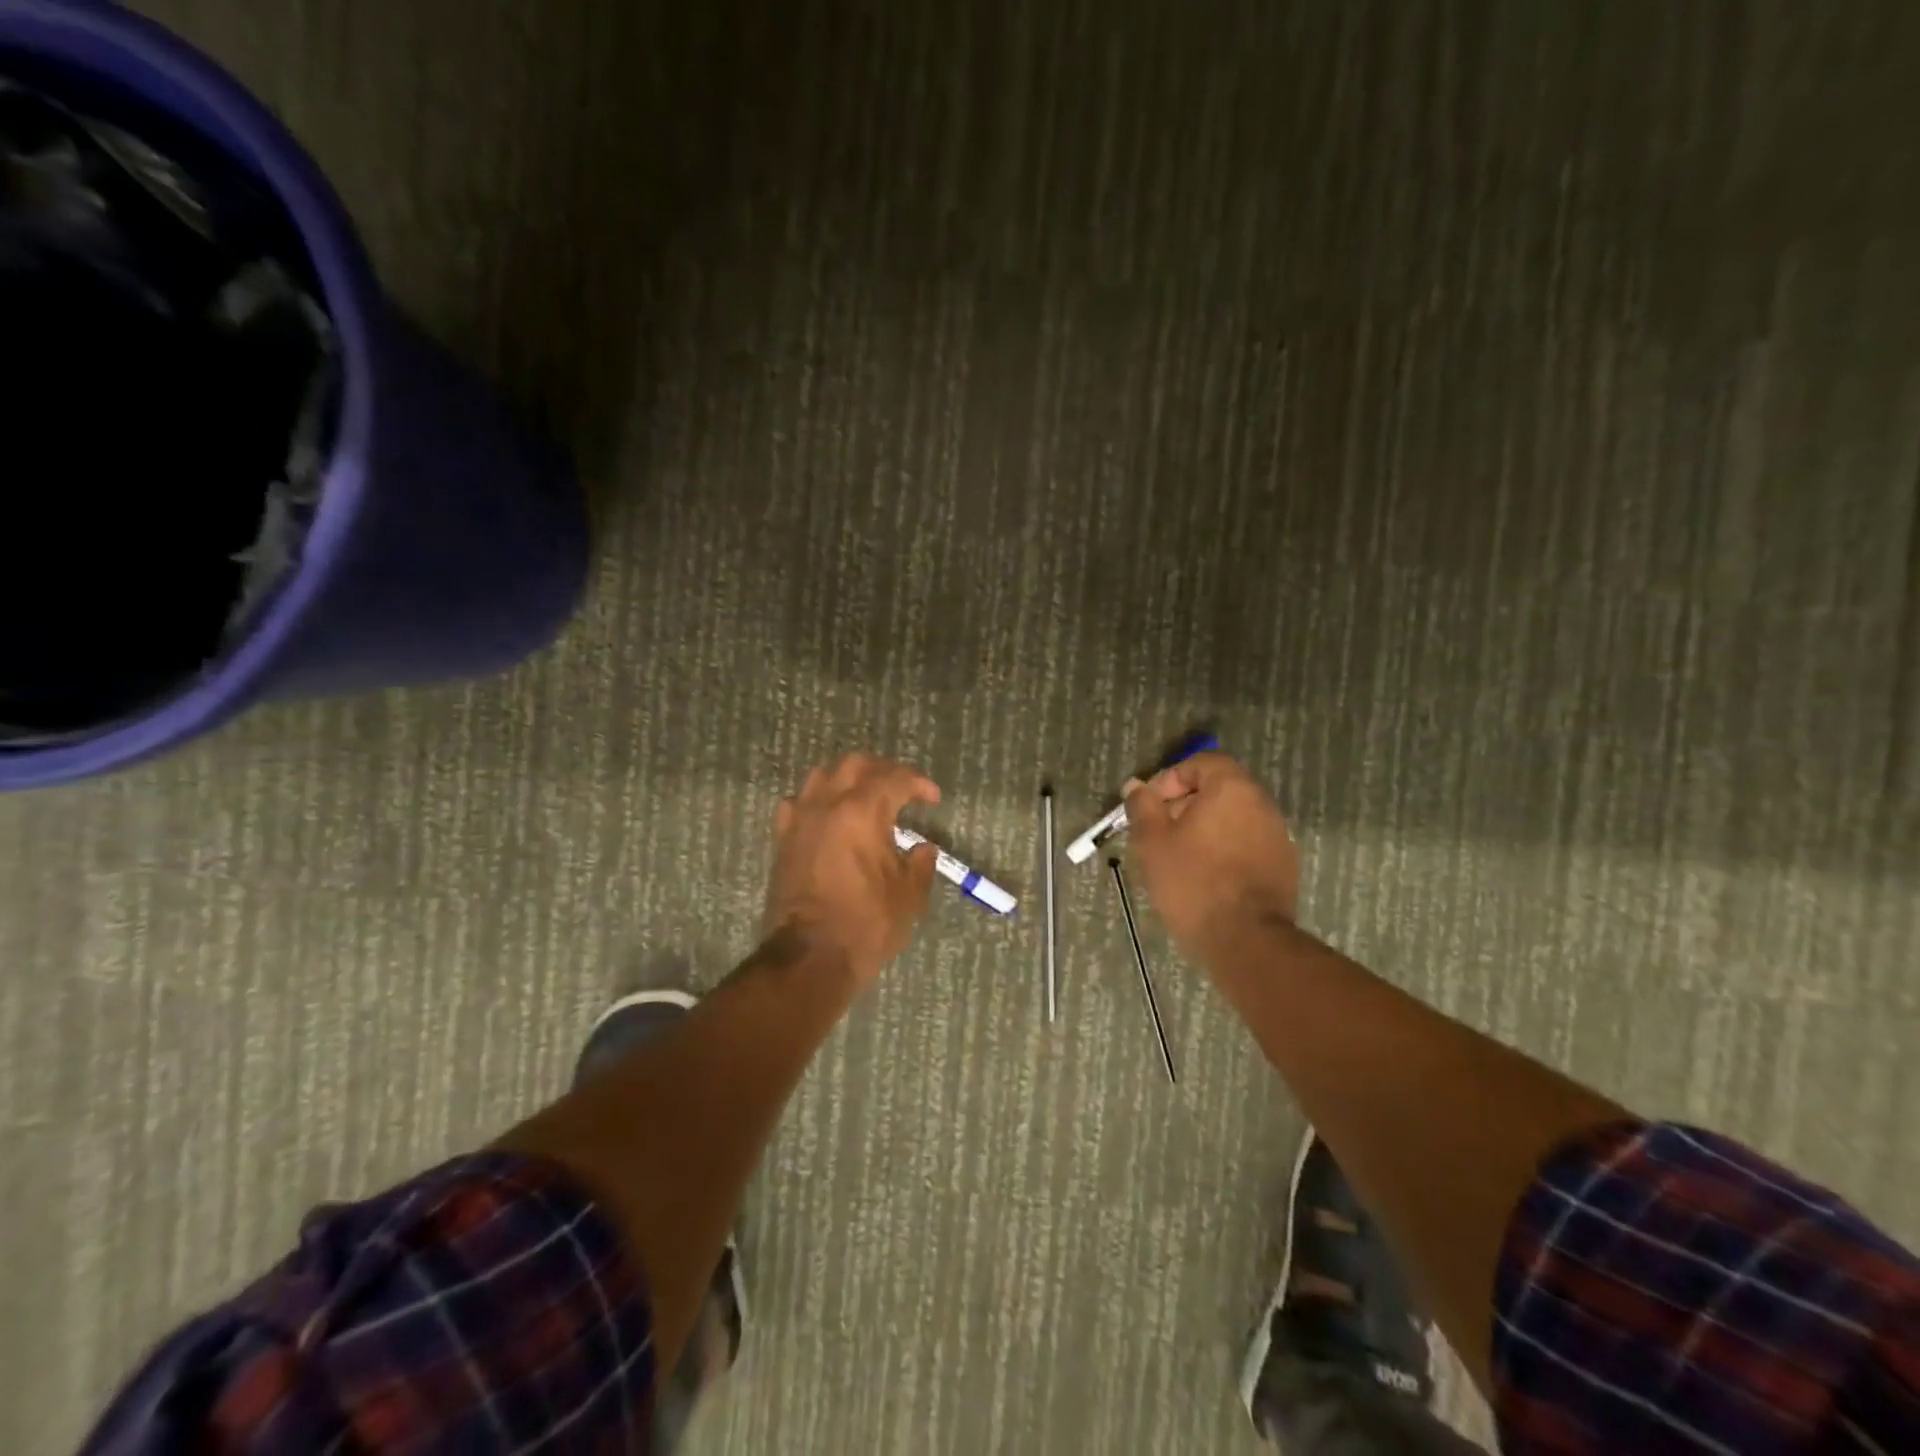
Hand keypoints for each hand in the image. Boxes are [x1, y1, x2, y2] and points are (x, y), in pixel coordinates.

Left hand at [766, 753, 941, 980]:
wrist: (810, 955)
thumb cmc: (867, 923)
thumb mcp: (909, 895)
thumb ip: (921, 863)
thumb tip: (924, 848)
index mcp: (864, 811)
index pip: (896, 779)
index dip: (919, 783)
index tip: (932, 798)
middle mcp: (829, 804)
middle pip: (855, 764)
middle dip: (883, 770)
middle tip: (901, 790)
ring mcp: (801, 819)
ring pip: (821, 775)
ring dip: (846, 778)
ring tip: (863, 796)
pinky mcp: (783, 839)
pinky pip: (797, 803)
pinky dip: (815, 801)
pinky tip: (827, 816)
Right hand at [1123, 752, 1299, 951]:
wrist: (1246, 940)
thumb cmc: (1193, 882)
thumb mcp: (1153, 842)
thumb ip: (1142, 807)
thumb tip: (1136, 786)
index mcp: (1232, 789)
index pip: (1202, 763)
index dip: (1171, 779)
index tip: (1150, 806)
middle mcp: (1261, 804)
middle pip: (1219, 790)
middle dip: (1185, 805)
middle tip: (1159, 833)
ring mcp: (1277, 836)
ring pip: (1233, 819)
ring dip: (1204, 829)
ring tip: (1178, 858)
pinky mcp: (1283, 866)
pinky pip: (1247, 844)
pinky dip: (1224, 851)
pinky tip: (1205, 878)